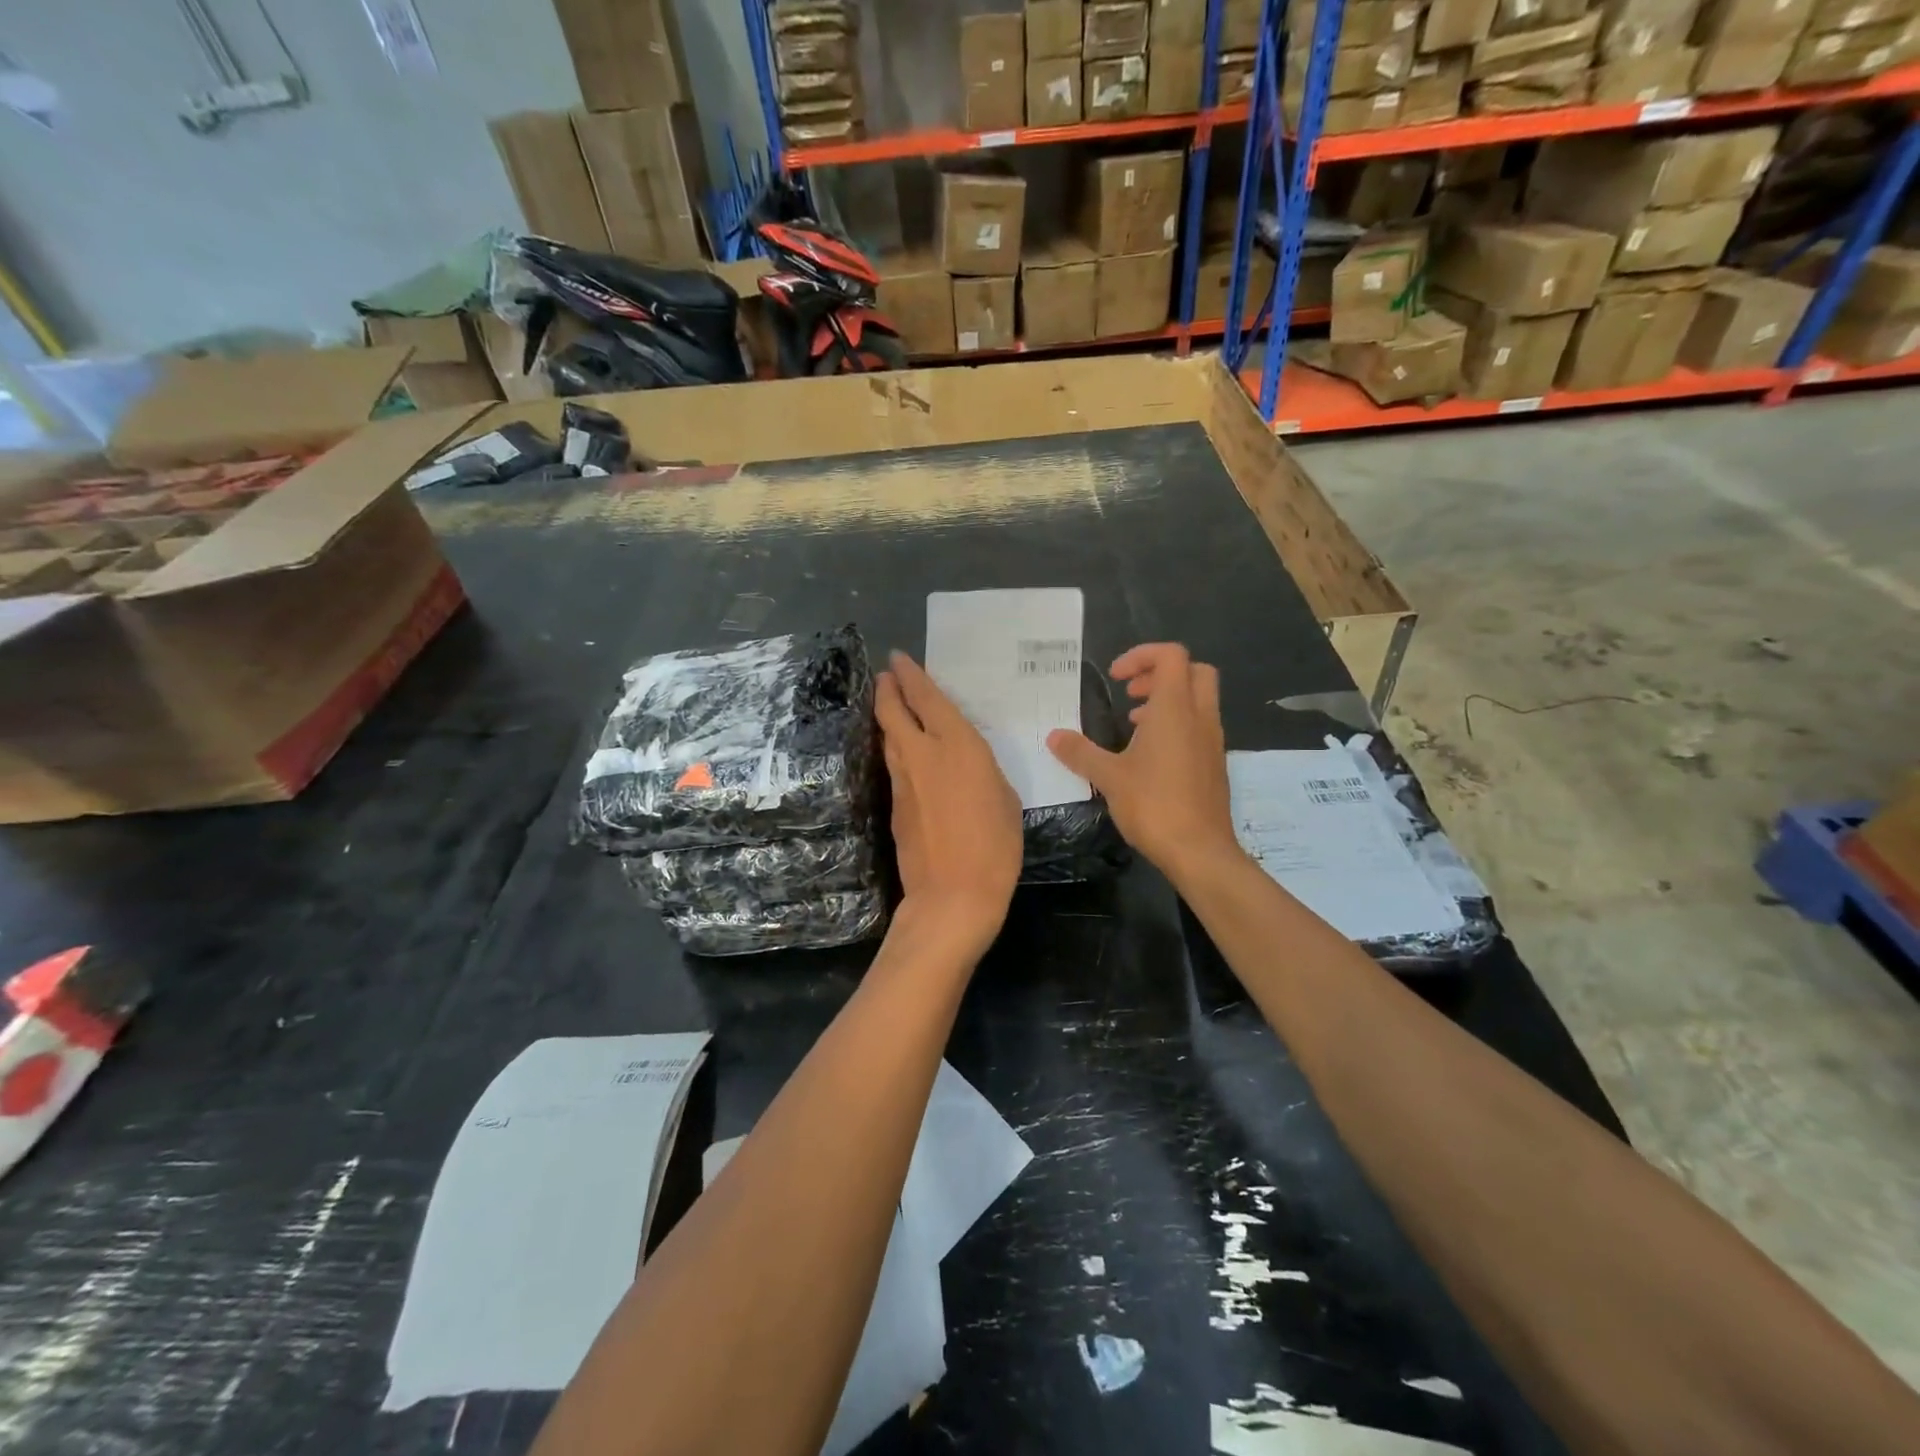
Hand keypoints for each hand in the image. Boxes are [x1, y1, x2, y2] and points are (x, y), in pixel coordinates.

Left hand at [875, 651, 1022, 953]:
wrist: (952, 894)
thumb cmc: (995, 846)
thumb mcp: (1005, 797)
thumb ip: (982, 770)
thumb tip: (964, 764)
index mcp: (958, 745)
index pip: (927, 698)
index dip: (911, 675)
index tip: (899, 659)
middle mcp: (923, 754)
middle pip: (893, 711)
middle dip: (888, 688)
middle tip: (886, 675)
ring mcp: (903, 780)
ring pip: (888, 736)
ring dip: (886, 716)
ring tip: (889, 705)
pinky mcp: (894, 804)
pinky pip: (893, 764)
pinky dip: (894, 748)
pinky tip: (903, 751)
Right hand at [1047, 643, 1240, 887]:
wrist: (1200, 850)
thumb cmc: (1154, 805)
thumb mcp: (1109, 777)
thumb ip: (1080, 752)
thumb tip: (1053, 736)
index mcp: (1175, 709)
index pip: (1171, 656)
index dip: (1142, 656)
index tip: (1116, 679)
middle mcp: (1200, 717)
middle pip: (1193, 670)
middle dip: (1160, 673)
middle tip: (1131, 693)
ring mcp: (1212, 740)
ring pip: (1198, 699)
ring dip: (1168, 700)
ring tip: (1134, 723)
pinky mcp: (1214, 763)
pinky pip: (1199, 726)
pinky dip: (1177, 724)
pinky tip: (1150, 755)